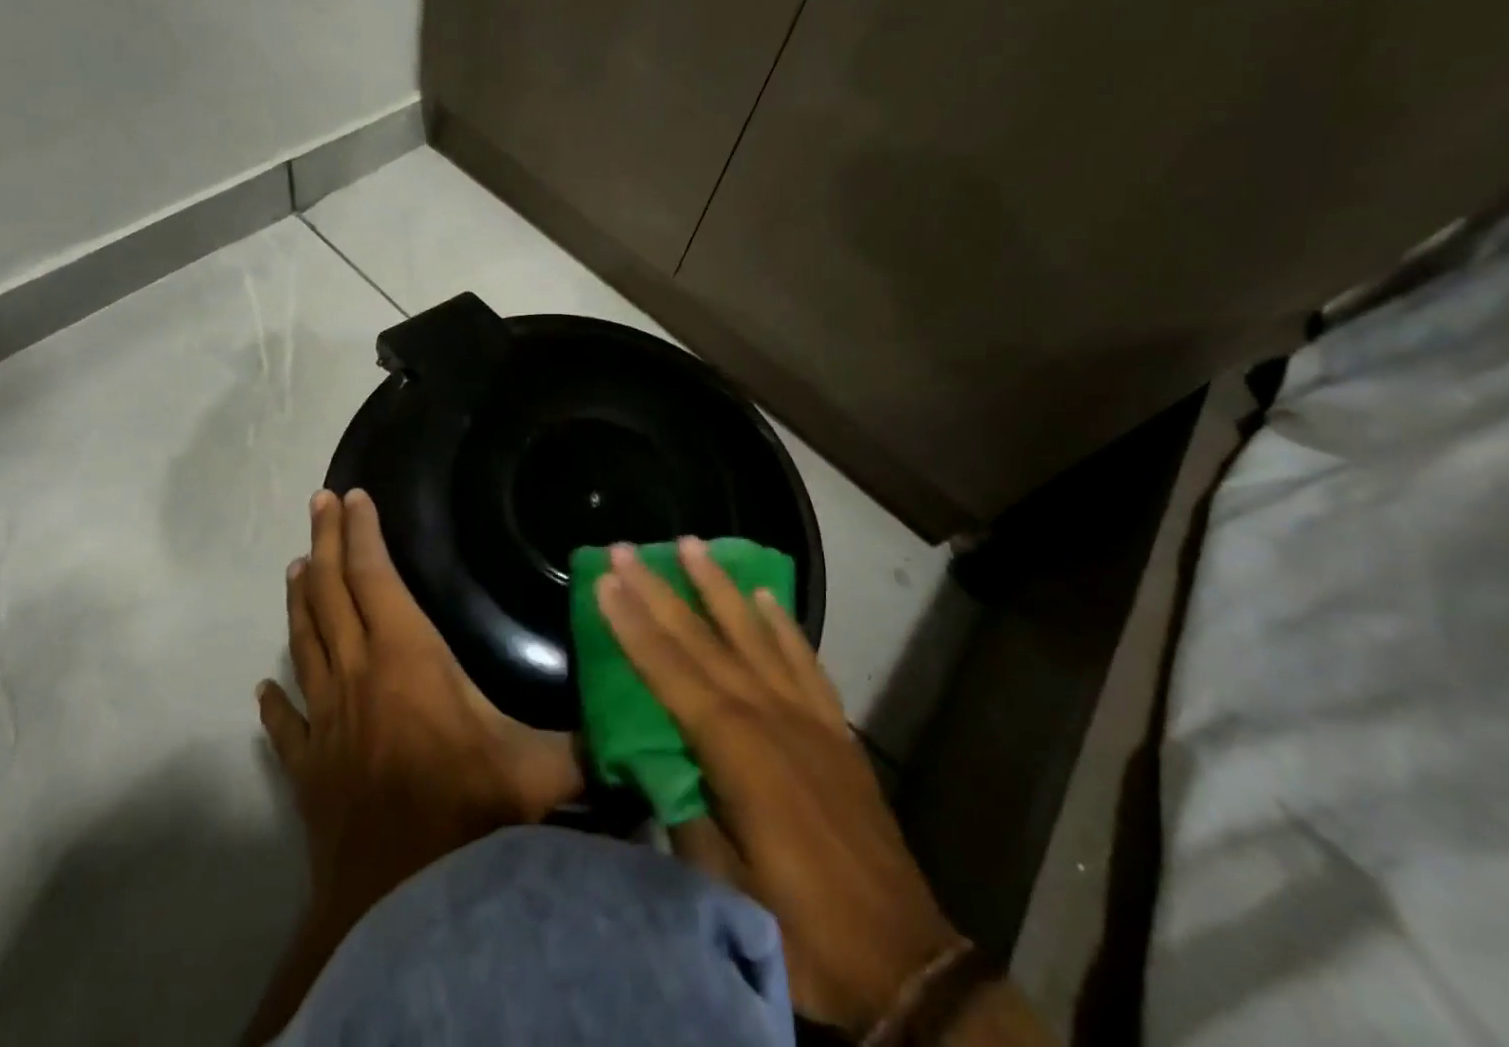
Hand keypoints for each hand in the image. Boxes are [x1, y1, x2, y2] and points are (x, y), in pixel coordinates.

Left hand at [258, 489, 580, 936]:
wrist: (397, 905)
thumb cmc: (467, 812)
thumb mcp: (538, 768)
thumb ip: (584, 739)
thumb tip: (632, 719)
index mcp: (407, 656)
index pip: (375, 577)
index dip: (362, 533)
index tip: (354, 496)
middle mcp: (358, 674)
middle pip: (331, 593)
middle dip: (324, 542)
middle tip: (318, 502)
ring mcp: (326, 720)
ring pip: (304, 643)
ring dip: (300, 601)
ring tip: (296, 567)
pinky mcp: (307, 768)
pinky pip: (287, 723)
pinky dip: (276, 701)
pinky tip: (264, 688)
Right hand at [596, 540, 961, 1035]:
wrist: (903, 963)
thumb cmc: (803, 931)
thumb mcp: (724, 888)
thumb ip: (685, 815)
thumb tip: (654, 765)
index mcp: (735, 750)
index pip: (668, 670)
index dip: (632, 624)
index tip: (605, 580)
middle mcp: (769, 714)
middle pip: (702, 638)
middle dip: (659, 590)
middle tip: (627, 548)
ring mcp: (807, 716)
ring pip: (753, 633)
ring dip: (718, 586)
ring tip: (693, 544)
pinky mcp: (835, 729)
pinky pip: (803, 659)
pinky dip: (782, 624)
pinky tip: (766, 596)